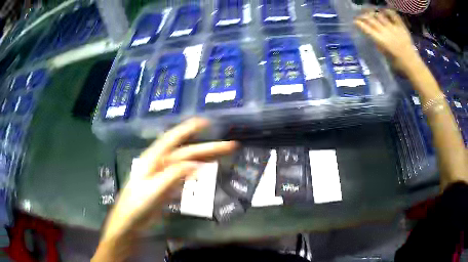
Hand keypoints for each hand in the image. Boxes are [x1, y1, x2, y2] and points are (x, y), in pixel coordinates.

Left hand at [101, 118, 237, 240]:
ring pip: (188, 163)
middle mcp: (161, 164)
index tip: (206, 122)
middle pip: (187, 152)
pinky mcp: (168, 186)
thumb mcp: (154, 189)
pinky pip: (185, 176)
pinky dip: (196, 172)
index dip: (188, 129)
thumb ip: (173, 176)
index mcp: (154, 159)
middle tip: (230, 145)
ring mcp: (165, 175)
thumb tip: (196, 165)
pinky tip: (204, 171)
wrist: (131, 221)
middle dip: (208, 148)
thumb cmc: (138, 204)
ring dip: (205, 158)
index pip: (172, 139)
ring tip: (222, 155)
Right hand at [354, 9, 422, 72]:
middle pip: (371, 20)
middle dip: (364, 16)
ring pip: (380, 15)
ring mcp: (393, 27)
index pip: (367, 29)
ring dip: (374, 13)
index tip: (355, 21)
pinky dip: (388, 11)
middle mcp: (385, 31)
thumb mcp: (385, 55)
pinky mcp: (401, 26)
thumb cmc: (398, 63)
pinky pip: (393, 15)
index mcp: (381, 40)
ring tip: (371, 13)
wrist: (412, 64)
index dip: (359, 24)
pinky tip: (384, 11)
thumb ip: (379, 44)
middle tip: (360, 16)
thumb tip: (373, 36)